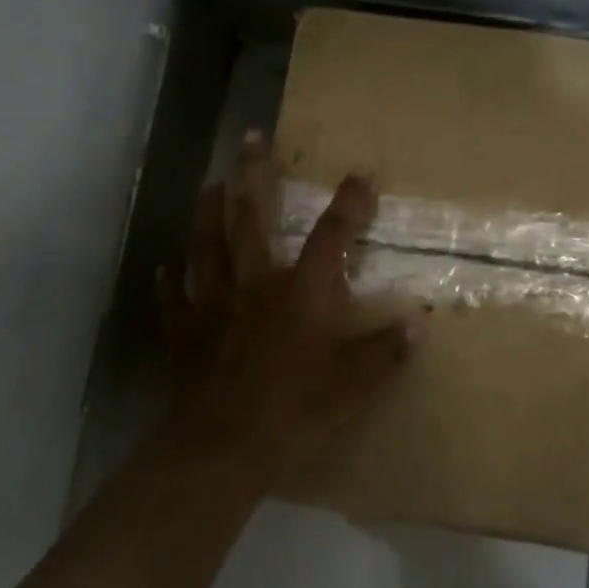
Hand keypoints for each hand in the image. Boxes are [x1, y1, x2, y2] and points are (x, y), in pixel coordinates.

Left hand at [157, 133, 423, 478]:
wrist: (221, 450)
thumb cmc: (294, 413)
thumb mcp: (354, 387)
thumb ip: (387, 352)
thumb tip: (422, 321)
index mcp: (301, 293)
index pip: (331, 236)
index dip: (350, 203)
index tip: (361, 174)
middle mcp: (255, 284)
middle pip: (251, 217)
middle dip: (254, 173)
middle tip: (251, 137)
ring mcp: (213, 304)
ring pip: (208, 244)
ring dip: (209, 209)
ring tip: (212, 180)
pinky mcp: (183, 331)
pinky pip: (174, 297)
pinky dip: (171, 280)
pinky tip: (166, 266)